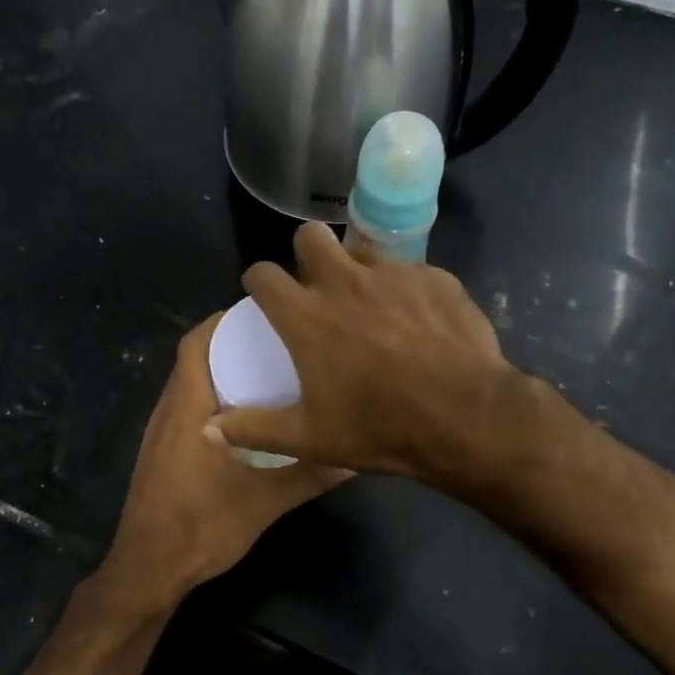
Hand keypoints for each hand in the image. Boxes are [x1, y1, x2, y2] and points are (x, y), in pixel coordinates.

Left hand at [91, 312, 348, 615]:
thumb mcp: (265, 501)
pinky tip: (244, 418)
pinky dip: (211, 399)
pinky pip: (185, 409)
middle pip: (193, 359)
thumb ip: (309, 475)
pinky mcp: (159, 454)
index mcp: (188, 408)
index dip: (222, 321)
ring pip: (188, 386)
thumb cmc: (202, 526)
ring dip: (220, 372)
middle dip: (229, 344)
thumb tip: (354, 456)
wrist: (148, 569)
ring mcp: (159, 434)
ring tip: (265, 371)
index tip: (261, 314)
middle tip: (274, 341)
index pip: (195, 344)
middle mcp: (168, 411)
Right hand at [208, 223, 517, 484]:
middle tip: (316, 288)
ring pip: (362, 250)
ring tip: (368, 304)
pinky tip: (415, 321)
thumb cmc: (380, 427)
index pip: (263, 274)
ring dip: (355, 269)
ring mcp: (394, 275)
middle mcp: (345, 282)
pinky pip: (408, 272)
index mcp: (307, 315)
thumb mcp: (309, 438)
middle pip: (310, 235)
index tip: (263, 297)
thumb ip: (254, 429)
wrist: (467, 417)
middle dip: (305, 254)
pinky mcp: (435, 279)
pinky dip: (402, 289)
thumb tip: (208, 430)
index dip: (257, 282)